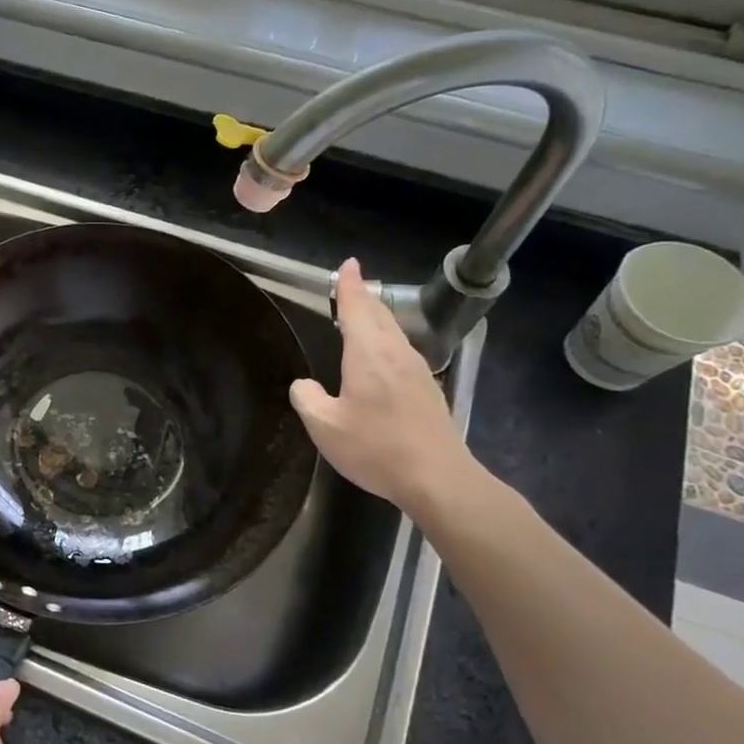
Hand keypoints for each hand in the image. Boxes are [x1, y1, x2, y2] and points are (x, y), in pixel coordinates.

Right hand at [290, 258, 474, 514]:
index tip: (348, 264)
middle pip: (380, 315)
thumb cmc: (376, 448)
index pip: (358, 307)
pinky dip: (385, 341)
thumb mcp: (324, 426)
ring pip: (393, 333)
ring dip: (376, 319)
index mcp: (369, 354)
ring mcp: (417, 371)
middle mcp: (396, 354)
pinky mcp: (427, 390)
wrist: (438, 478)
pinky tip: (379, 357)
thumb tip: (305, 384)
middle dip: (364, 298)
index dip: (350, 285)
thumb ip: (307, 398)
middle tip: (350, 286)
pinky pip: (400, 352)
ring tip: (361, 316)